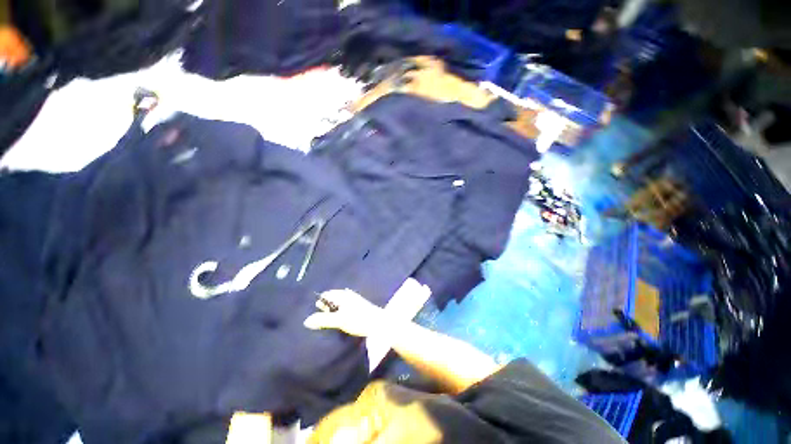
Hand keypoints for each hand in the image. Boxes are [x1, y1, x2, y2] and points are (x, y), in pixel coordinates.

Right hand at [304, 289, 388, 337]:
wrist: (378, 323)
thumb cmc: (359, 319)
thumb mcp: (339, 320)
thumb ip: (323, 320)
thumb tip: (306, 321)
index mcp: (342, 295)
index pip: (326, 295)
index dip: (319, 303)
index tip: (314, 314)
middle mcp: (347, 295)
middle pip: (331, 300)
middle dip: (324, 309)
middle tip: (318, 321)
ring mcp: (353, 301)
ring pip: (337, 305)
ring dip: (331, 313)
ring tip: (326, 324)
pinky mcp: (357, 308)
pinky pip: (343, 309)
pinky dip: (338, 315)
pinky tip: (338, 323)